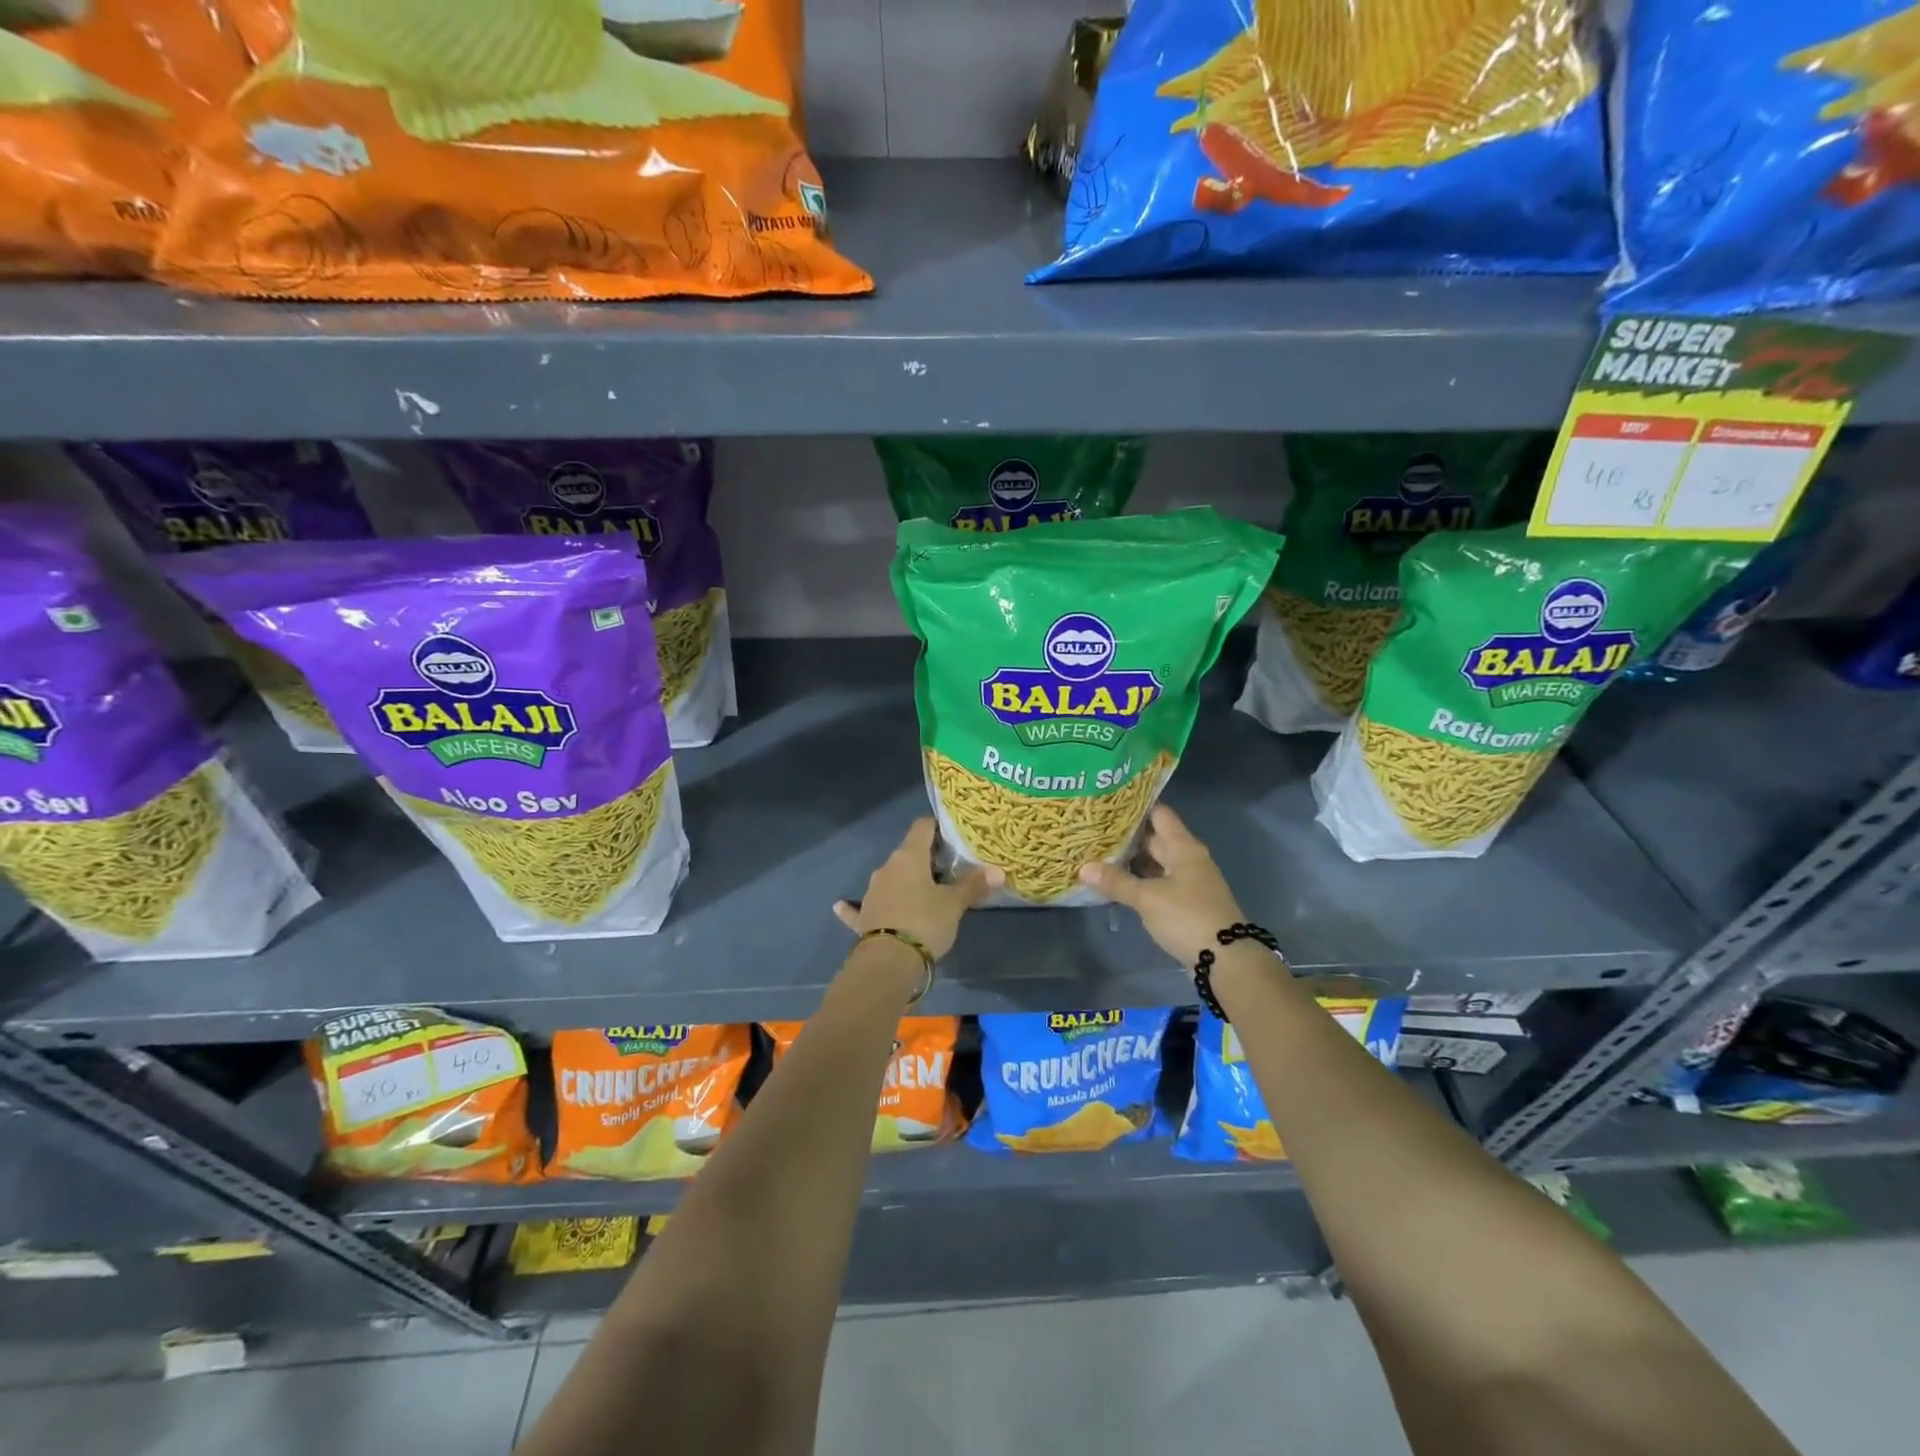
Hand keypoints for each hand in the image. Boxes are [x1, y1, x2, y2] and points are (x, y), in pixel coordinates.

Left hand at [834, 818, 997, 961]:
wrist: (888, 962)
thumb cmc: (925, 922)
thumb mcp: (954, 905)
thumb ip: (973, 885)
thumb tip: (997, 871)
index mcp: (909, 857)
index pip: (922, 827)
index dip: (937, 827)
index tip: (952, 837)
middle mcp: (886, 868)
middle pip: (908, 854)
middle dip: (926, 859)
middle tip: (948, 871)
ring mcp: (871, 892)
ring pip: (890, 878)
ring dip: (904, 882)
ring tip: (923, 893)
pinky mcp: (862, 917)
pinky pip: (861, 907)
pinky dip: (856, 906)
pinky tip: (842, 905)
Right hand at [1078, 805, 1246, 966]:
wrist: (1226, 959)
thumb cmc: (1187, 917)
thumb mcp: (1148, 898)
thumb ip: (1117, 882)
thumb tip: (1084, 867)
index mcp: (1183, 847)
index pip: (1158, 814)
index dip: (1135, 806)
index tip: (1108, 802)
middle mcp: (1188, 858)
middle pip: (1155, 838)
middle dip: (1126, 835)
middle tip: (1093, 829)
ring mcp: (1188, 881)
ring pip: (1155, 862)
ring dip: (1131, 860)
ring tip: (1097, 853)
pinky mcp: (1185, 902)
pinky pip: (1157, 882)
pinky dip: (1139, 880)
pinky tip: (1116, 882)